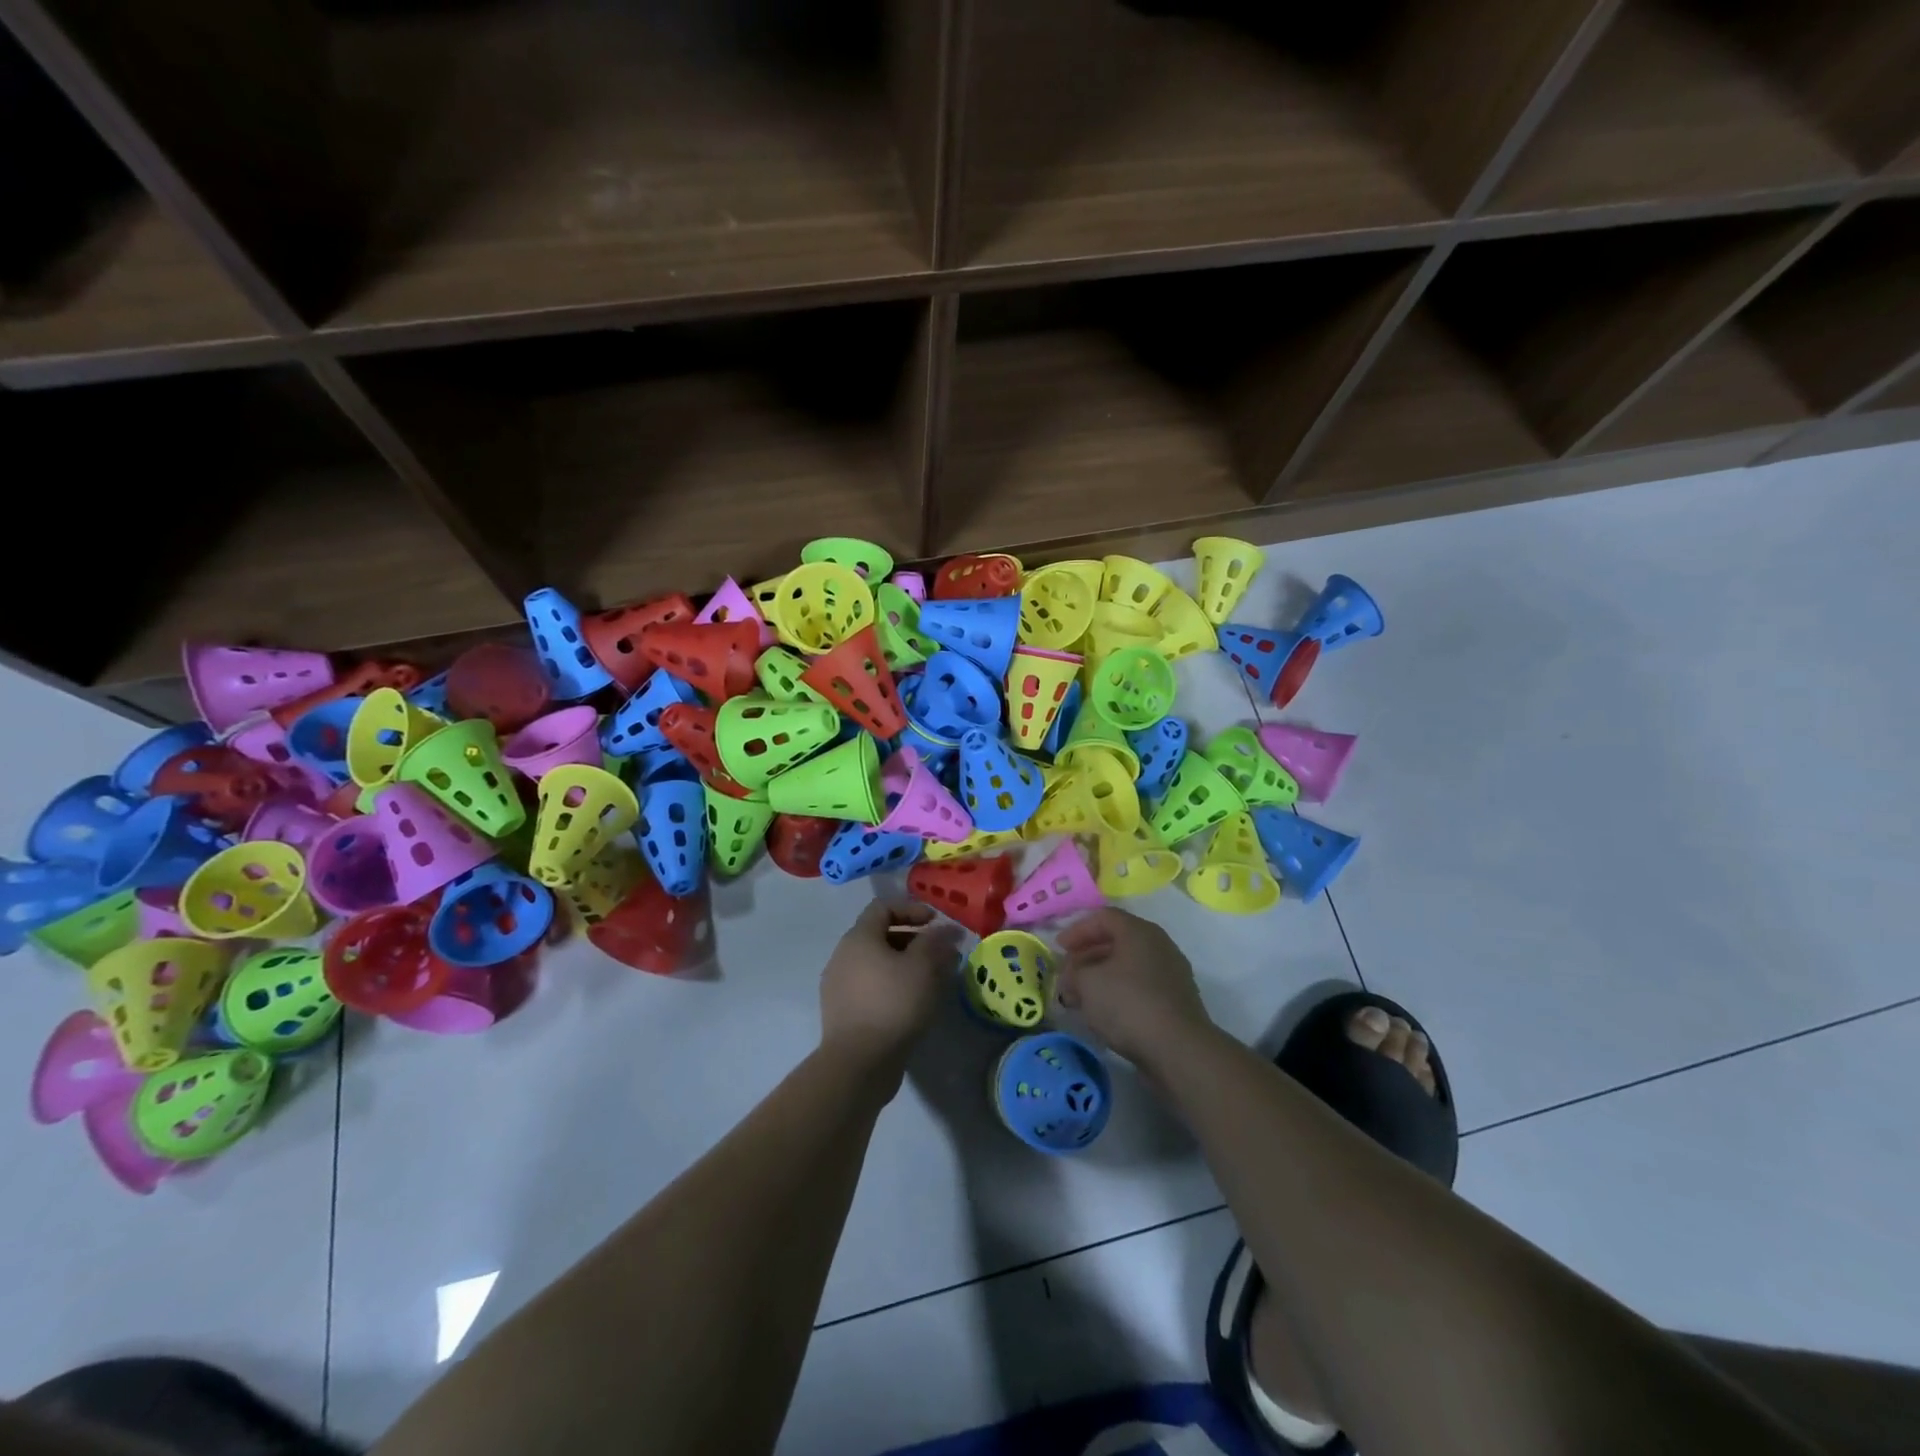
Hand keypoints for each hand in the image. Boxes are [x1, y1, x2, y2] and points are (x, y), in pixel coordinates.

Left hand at [820, 900, 959, 1079]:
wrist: (858, 1063)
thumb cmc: (893, 1004)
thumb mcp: (923, 967)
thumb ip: (936, 942)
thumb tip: (947, 930)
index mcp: (859, 937)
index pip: (883, 907)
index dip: (912, 909)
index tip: (936, 923)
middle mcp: (843, 955)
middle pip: (879, 935)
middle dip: (913, 939)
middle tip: (939, 954)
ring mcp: (838, 985)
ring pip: (876, 963)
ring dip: (903, 964)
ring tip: (930, 980)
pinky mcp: (842, 1012)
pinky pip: (870, 987)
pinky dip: (892, 985)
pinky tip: (912, 1003)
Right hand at [1055, 908, 1213, 1071]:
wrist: (1178, 1049)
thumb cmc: (1128, 1003)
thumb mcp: (1087, 983)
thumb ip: (1073, 973)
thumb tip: (1072, 976)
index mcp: (1139, 931)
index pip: (1103, 917)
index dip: (1077, 930)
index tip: (1058, 949)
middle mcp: (1159, 945)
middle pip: (1117, 941)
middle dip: (1087, 956)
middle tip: (1068, 975)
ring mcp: (1171, 974)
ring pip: (1128, 967)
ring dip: (1101, 977)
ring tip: (1081, 998)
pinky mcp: (1176, 1001)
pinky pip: (1141, 987)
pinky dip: (1119, 993)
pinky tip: (1105, 1013)